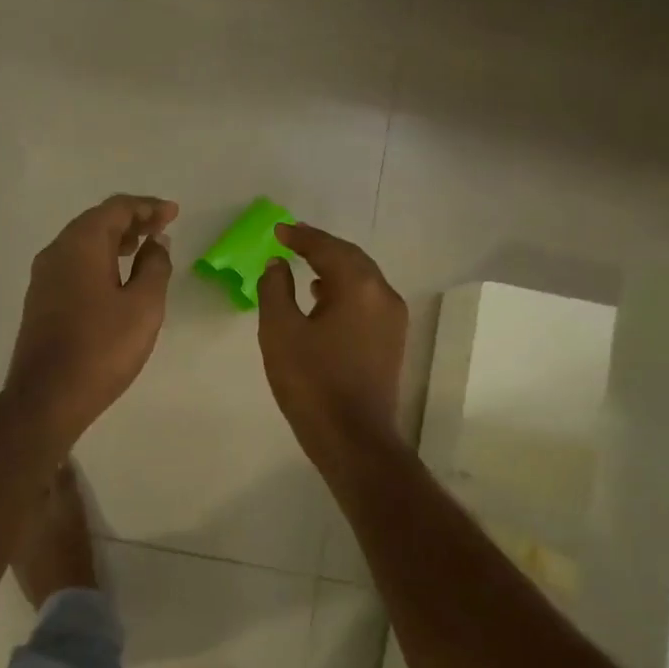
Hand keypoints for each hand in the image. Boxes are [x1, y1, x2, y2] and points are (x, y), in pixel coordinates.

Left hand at [4, 194, 178, 443]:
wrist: (47, 396)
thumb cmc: (102, 348)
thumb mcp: (143, 306)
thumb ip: (155, 267)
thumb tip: (155, 243)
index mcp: (80, 244)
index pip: (116, 209)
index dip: (148, 207)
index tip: (173, 213)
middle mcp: (56, 251)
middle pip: (96, 221)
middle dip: (132, 221)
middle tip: (162, 228)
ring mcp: (44, 276)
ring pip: (83, 243)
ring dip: (115, 240)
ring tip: (144, 248)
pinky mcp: (41, 299)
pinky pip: (74, 264)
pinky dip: (99, 260)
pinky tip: (116, 277)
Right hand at [257, 222, 407, 460]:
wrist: (353, 437)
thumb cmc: (311, 382)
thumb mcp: (280, 331)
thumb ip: (275, 289)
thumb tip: (278, 264)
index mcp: (358, 288)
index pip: (328, 249)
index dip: (301, 236)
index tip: (278, 230)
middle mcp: (383, 295)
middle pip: (352, 258)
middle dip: (321, 247)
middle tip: (293, 239)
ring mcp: (392, 320)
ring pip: (362, 279)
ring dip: (334, 267)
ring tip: (305, 265)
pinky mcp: (391, 341)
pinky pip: (367, 300)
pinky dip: (344, 290)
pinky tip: (323, 299)